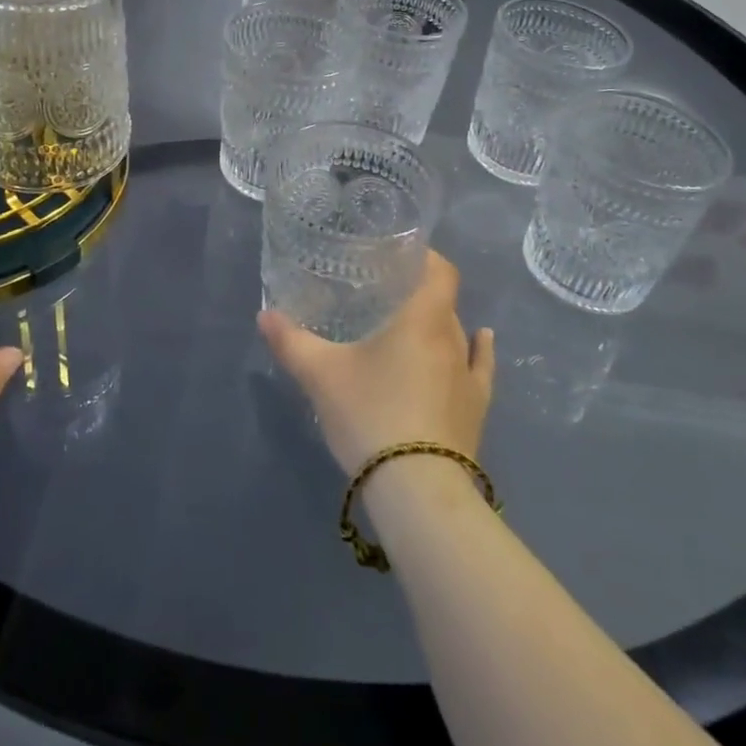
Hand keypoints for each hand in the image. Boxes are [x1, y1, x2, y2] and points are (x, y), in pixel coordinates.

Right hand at [257, 251, 495, 475]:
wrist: (417, 491)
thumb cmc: (371, 416)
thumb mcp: (321, 376)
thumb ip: (291, 342)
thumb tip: (264, 315)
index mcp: (422, 319)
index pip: (440, 271)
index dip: (425, 256)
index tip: (399, 254)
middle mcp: (452, 339)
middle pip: (442, 302)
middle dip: (418, 292)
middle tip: (385, 294)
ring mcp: (469, 376)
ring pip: (456, 334)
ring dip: (438, 324)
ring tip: (411, 323)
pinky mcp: (476, 409)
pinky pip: (480, 367)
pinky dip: (479, 349)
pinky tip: (481, 340)